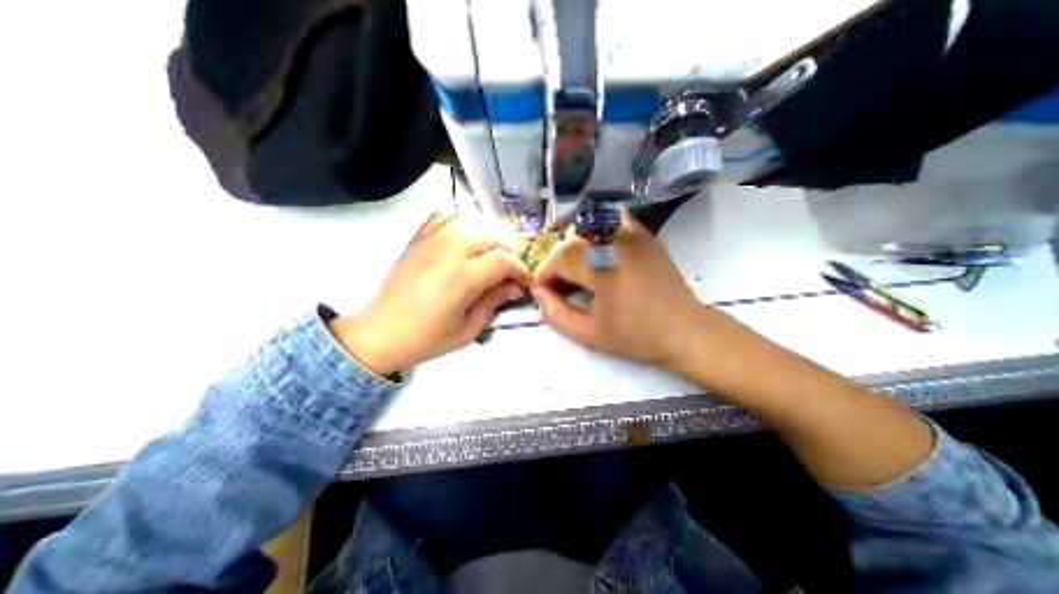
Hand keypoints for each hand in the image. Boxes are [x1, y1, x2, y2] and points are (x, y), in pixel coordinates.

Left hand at [331, 213, 529, 373]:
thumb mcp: (468, 330)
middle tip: (510, 269)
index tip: (523, 282)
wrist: (381, 332)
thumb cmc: (427, 338)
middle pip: (491, 235)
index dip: (519, 269)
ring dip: (489, 235)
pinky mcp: (419, 239)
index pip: (503, 260)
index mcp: (462, 278)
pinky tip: (466, 237)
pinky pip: (445, 217)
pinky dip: (462, 221)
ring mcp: (431, 241)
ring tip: (491, 253)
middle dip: (508, 250)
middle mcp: (449, 252)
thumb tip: (515, 287)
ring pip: (472, 222)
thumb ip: (493, 302)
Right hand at [533, 214, 714, 366]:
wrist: (685, 331)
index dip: (545, 272)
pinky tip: (597, 250)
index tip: (542, 289)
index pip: (560, 258)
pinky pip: (614, 223)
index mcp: (605, 270)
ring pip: (590, 230)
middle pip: (573, 242)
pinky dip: (599, 232)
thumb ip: (555, 314)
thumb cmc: (637, 337)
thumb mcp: (589, 335)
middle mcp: (619, 244)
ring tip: (576, 270)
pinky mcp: (646, 236)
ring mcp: (635, 236)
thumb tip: (538, 291)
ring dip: (575, 248)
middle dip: (557, 263)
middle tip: (558, 285)